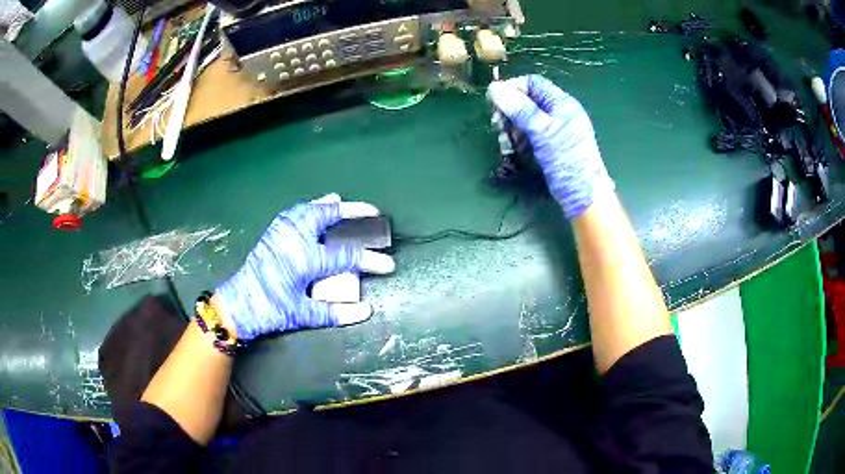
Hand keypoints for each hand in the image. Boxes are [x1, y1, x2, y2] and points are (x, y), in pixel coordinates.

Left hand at [214, 194, 394, 340]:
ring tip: (342, 202)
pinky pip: (295, 212)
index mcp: (304, 258)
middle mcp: (294, 238)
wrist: (237, 304)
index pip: (346, 256)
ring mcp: (281, 231)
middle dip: (353, 212)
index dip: (371, 260)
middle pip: (328, 216)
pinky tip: (313, 208)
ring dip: (329, 205)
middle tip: (372, 211)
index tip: (389, 263)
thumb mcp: (303, 315)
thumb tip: (366, 310)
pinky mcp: (272, 232)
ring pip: (309, 209)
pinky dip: (309, 207)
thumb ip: (336, 312)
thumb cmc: (270, 311)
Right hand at [487, 74, 613, 217]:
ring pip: (525, 119)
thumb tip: (494, 88)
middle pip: (527, 100)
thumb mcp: (542, 132)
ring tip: (507, 144)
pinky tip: (515, 151)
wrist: (583, 196)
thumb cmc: (567, 160)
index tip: (494, 103)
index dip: (512, 88)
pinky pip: (530, 134)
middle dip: (509, 111)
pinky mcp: (551, 145)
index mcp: (562, 102)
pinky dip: (519, 140)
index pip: (532, 83)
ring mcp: (555, 129)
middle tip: (498, 127)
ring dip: (511, 128)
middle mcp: (558, 112)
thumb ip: (520, 109)